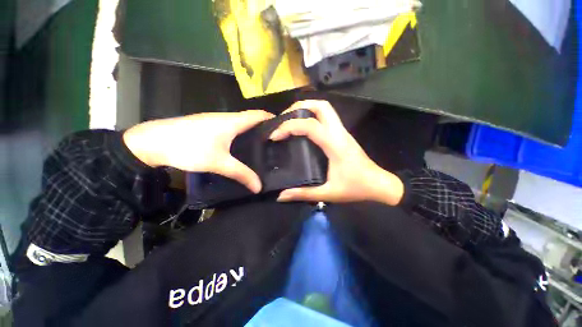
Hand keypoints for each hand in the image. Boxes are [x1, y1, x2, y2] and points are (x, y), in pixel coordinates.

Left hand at [123, 110, 273, 192]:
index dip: (272, 119)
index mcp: (232, 121)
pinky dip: (241, 135)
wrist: (151, 142)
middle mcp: (226, 117)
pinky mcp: (208, 127)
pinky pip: (232, 128)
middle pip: (252, 119)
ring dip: (253, 132)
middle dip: (265, 128)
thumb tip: (259, 187)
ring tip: (264, 146)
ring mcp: (216, 121)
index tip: (284, 129)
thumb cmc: (189, 147)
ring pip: (241, 124)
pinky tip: (243, 147)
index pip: (259, 115)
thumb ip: (241, 174)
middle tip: (277, 142)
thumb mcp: (218, 163)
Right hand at [270, 100, 403, 205]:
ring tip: (290, 119)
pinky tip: (303, 127)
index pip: (309, 125)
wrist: (378, 184)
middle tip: (283, 118)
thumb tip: (281, 196)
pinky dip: (312, 115)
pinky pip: (326, 117)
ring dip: (306, 108)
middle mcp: (339, 132)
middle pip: (321, 106)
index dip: (289, 127)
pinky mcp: (342, 134)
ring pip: (325, 108)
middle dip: (299, 106)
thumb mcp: (328, 193)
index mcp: (335, 145)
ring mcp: (342, 131)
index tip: (275, 136)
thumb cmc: (355, 188)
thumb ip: (303, 194)